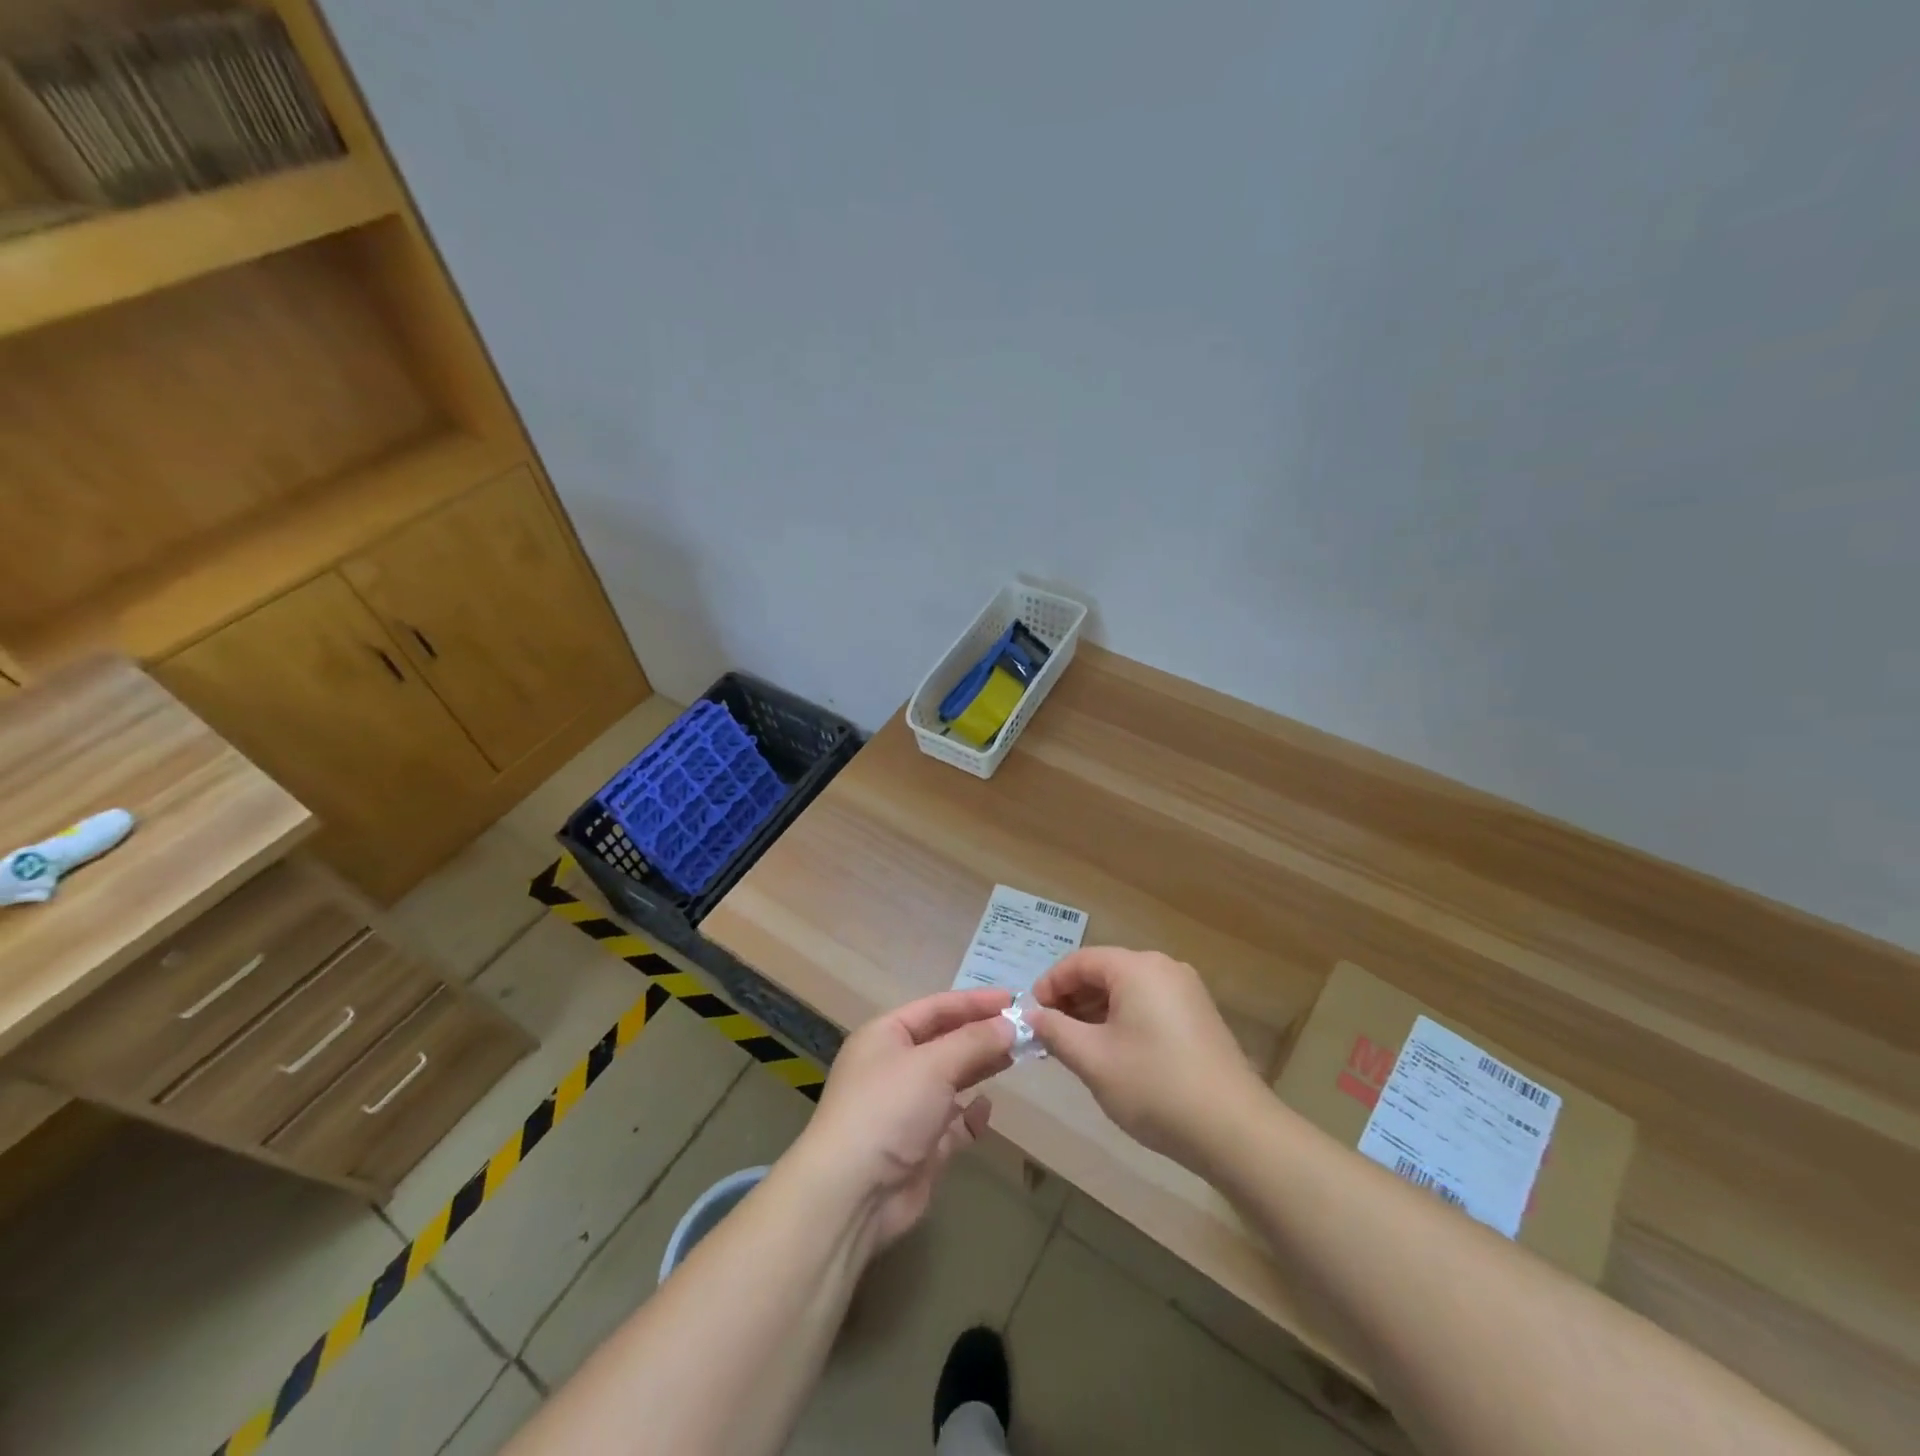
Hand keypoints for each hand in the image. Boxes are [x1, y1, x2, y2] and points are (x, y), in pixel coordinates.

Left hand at [794, 988, 1013, 1255]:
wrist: (853, 1194)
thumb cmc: (889, 1109)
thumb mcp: (933, 1064)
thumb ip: (975, 1041)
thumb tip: (1011, 1023)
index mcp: (886, 1035)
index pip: (937, 1007)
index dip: (975, 1001)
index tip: (1015, 998)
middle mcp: (895, 1066)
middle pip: (946, 1040)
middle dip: (983, 1033)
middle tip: (1026, 1029)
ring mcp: (907, 1107)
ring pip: (952, 1078)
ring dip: (981, 1067)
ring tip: (1019, 1055)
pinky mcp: (920, 1145)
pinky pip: (952, 1121)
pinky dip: (970, 1114)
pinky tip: (987, 1107)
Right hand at [1029, 947, 1264, 1165]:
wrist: (1234, 1130)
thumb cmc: (1154, 1086)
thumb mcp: (1093, 1059)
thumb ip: (1056, 1031)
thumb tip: (1032, 1015)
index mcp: (1137, 968)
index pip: (1080, 961)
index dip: (1050, 984)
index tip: (1031, 1015)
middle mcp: (1163, 968)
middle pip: (1104, 971)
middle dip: (1072, 999)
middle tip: (1049, 1033)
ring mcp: (1186, 991)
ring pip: (1127, 989)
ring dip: (1096, 1011)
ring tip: (1075, 1046)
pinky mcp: (1199, 1016)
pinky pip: (1149, 1004)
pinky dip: (1123, 1019)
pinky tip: (1113, 1052)